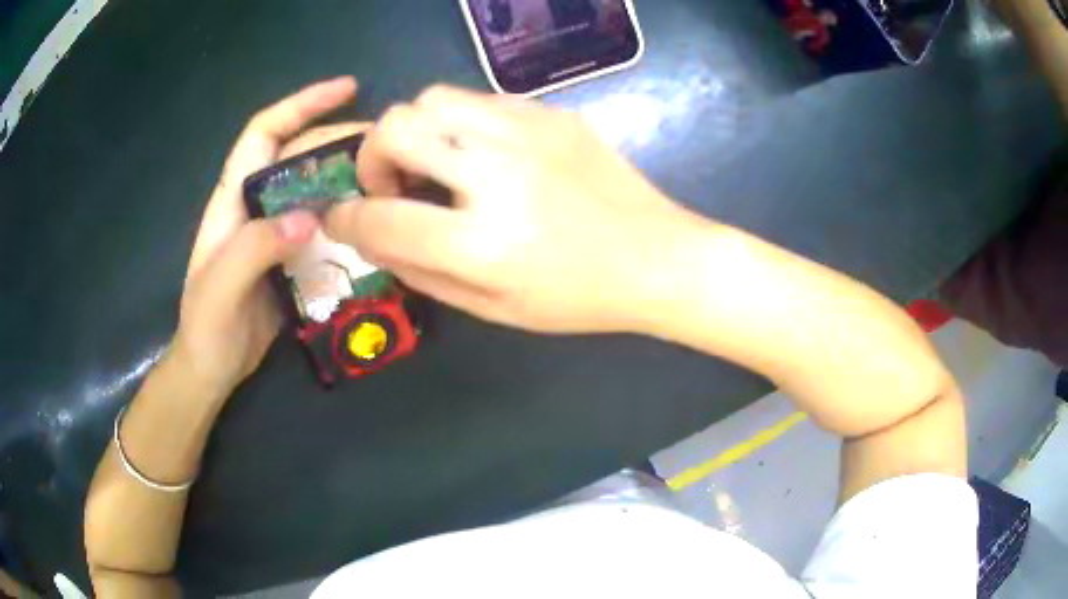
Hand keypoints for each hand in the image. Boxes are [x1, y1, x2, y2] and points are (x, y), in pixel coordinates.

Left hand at [172, 77, 371, 395]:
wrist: (212, 368)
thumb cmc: (206, 327)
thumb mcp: (221, 287)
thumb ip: (255, 249)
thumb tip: (309, 218)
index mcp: (233, 199)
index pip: (264, 132)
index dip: (302, 104)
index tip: (348, 89)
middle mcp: (256, 205)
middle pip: (299, 155)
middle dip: (338, 140)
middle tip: (386, 145)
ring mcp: (276, 231)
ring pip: (315, 189)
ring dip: (349, 177)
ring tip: (390, 179)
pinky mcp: (292, 258)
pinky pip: (324, 226)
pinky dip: (348, 219)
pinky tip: (374, 224)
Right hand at [326, 86, 705, 333]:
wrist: (654, 257)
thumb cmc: (576, 297)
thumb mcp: (492, 308)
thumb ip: (420, 270)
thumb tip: (372, 234)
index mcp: (481, 243)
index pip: (380, 216)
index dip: (346, 217)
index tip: (342, 218)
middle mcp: (496, 174)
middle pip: (395, 127)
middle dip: (372, 157)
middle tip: (393, 185)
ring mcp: (527, 132)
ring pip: (431, 98)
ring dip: (415, 131)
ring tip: (437, 163)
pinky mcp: (551, 113)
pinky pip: (478, 98)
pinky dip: (459, 123)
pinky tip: (482, 153)